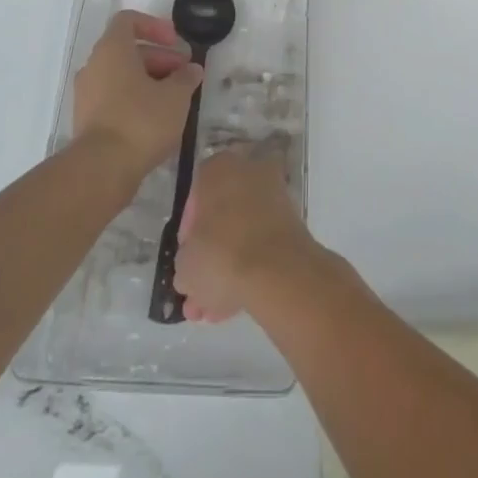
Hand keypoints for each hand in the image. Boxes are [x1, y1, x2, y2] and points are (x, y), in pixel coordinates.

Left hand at [72, 10, 203, 177]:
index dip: (155, 26)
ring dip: (149, 81)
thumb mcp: (176, 96)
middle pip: (128, 50)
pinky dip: (134, 100)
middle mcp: (94, 65)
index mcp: (112, 49)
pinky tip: (157, 121)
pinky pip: (113, 98)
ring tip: (175, 100)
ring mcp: (86, 94)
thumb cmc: (140, 120)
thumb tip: (192, 69)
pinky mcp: (86, 120)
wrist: (101, 170)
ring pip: (121, 75)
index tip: (176, 42)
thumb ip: (186, 77)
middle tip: (184, 76)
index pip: (129, 20)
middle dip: (159, 58)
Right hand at [175, 146, 319, 322]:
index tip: (186, 260)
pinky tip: (235, 304)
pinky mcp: (292, 221)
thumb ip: (185, 261)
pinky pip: (262, 244)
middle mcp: (247, 171)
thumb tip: (191, 268)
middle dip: (209, 257)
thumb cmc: (220, 254)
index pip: (194, 197)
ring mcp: (274, 195)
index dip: (187, 233)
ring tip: (214, 309)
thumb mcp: (184, 264)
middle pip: (221, 217)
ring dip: (227, 268)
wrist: (277, 271)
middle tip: (198, 291)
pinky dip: (251, 268)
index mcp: (217, 168)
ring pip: (242, 233)